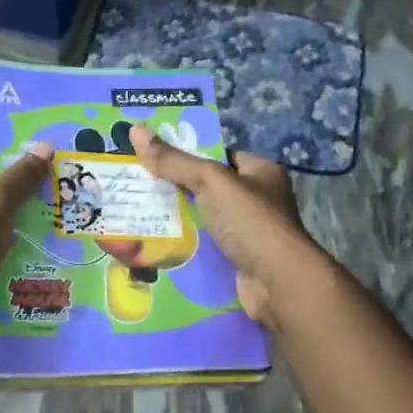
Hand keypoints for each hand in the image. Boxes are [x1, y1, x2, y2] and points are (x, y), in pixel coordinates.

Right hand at [130, 125, 319, 329]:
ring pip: (204, 218)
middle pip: (208, 188)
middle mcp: (258, 199)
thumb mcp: (211, 182)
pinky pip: (205, 246)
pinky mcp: (238, 259)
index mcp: (260, 171)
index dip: (186, 154)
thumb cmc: (250, 222)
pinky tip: (156, 243)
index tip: (150, 156)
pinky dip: (185, 245)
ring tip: (138, 212)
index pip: (218, 156)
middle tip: (137, 185)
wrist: (277, 283)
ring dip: (177, 219)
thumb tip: (135, 130)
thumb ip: (174, 161)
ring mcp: (249, 231)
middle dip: (175, 188)